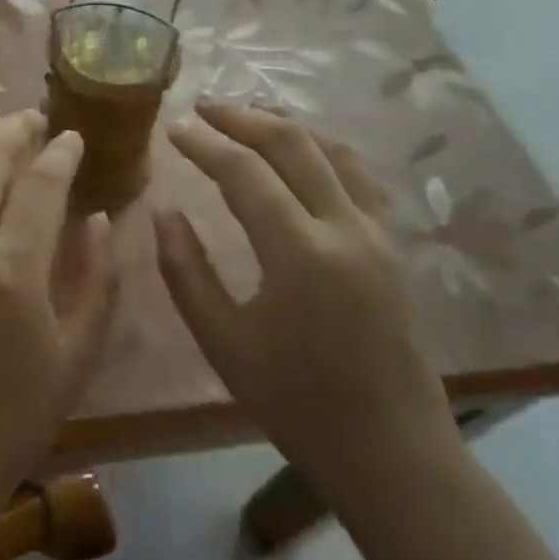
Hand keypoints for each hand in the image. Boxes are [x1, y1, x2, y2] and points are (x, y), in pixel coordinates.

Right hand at [155, 102, 455, 502]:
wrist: (392, 452)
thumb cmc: (297, 402)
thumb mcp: (223, 342)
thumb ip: (185, 269)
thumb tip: (164, 212)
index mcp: (300, 252)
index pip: (244, 171)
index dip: (203, 143)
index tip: (172, 128)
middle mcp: (346, 227)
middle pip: (293, 144)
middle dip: (243, 117)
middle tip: (203, 107)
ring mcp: (378, 233)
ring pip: (332, 150)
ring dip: (285, 125)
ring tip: (246, 116)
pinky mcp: (393, 246)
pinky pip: (357, 175)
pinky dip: (322, 149)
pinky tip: (302, 153)